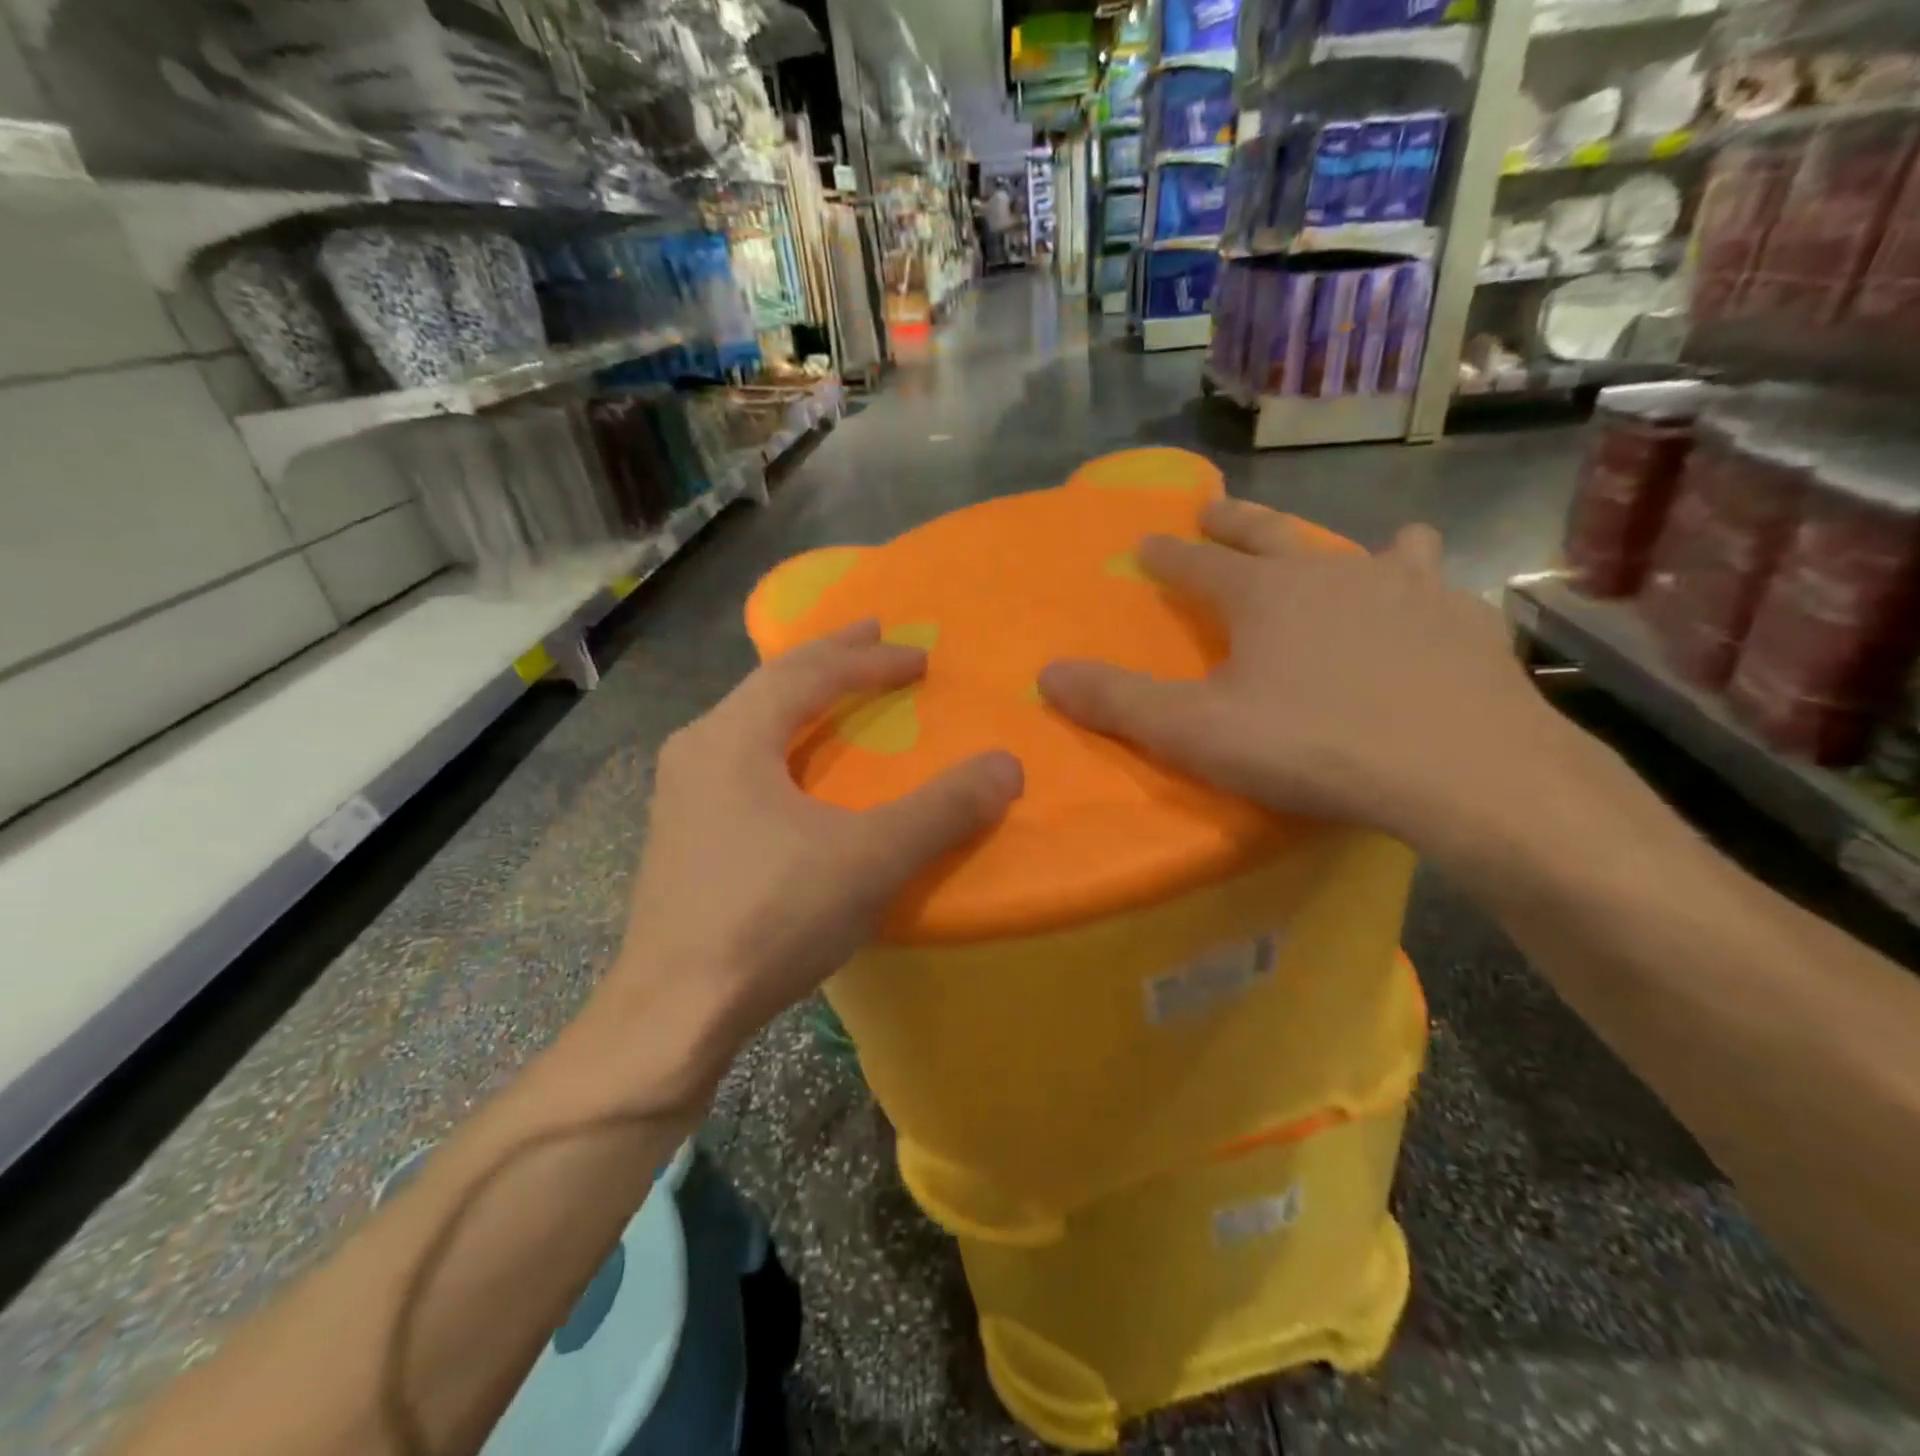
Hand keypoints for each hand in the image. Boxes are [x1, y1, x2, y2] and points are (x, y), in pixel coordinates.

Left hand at [608, 622, 1022, 1068]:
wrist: (672, 1014)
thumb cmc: (770, 920)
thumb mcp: (870, 861)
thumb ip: (942, 810)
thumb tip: (1007, 766)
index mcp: (733, 737)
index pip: (809, 673)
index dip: (869, 659)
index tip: (919, 656)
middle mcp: (697, 749)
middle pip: (772, 683)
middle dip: (830, 657)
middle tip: (873, 634)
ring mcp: (680, 793)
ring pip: (749, 720)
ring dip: (800, 696)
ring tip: (837, 687)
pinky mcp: (682, 834)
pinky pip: (739, 758)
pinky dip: (781, 740)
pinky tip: (793, 765)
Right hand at [1039, 498, 1568, 854]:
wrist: (1464, 772)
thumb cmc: (1313, 746)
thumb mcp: (1195, 732)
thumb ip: (1118, 702)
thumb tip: (1047, 673)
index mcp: (1263, 596)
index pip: (1197, 564)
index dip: (1166, 554)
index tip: (1145, 542)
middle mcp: (1331, 574)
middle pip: (1271, 536)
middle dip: (1236, 522)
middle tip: (1214, 507)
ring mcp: (1406, 590)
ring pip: (1370, 549)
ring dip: (1348, 546)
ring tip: (1361, 544)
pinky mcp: (1463, 622)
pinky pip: (1437, 588)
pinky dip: (1424, 587)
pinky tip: (1432, 605)